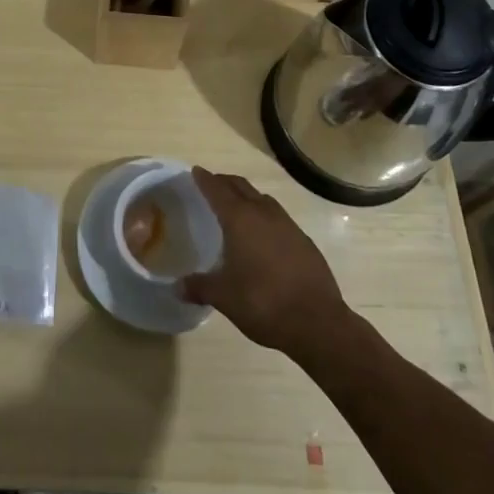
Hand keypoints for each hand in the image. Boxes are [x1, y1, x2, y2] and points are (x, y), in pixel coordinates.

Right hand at [178, 168, 349, 359]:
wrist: (317, 322)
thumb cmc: (263, 302)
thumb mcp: (224, 297)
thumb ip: (199, 287)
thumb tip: (177, 287)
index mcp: (240, 220)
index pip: (218, 190)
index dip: (205, 179)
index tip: (196, 171)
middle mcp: (264, 214)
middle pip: (241, 187)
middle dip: (224, 182)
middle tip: (211, 184)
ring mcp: (287, 225)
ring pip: (262, 199)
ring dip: (247, 197)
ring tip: (236, 207)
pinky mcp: (304, 240)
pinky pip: (278, 218)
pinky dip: (265, 216)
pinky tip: (263, 236)